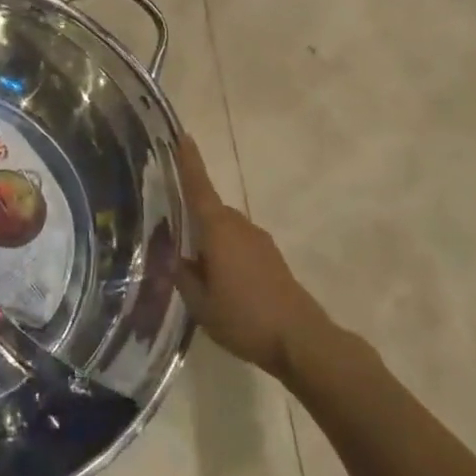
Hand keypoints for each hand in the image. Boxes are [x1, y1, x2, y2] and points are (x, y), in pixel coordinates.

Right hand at [174, 136, 329, 380]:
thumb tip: (175, 258)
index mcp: (218, 230)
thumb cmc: (244, 318)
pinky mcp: (272, 258)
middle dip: (194, 218)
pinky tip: (222, 282)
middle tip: (173, 235)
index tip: (183, 136)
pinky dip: (227, 253)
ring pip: (226, 230)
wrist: (301, 339)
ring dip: (211, 240)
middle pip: (211, 210)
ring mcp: (260, 241)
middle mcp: (240, 226)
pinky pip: (240, 244)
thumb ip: (183, 276)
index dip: (189, 162)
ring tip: (196, 269)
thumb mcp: (200, 304)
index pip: (199, 187)